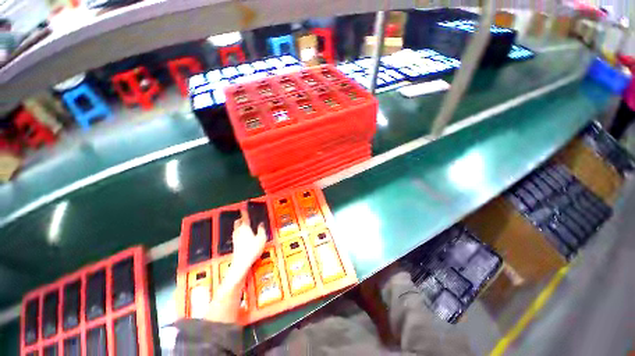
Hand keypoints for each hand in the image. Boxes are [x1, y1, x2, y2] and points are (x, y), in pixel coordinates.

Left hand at [230, 212, 266, 273]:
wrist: (242, 263)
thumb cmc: (252, 250)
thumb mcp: (262, 238)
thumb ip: (261, 230)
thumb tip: (261, 224)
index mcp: (245, 228)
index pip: (244, 217)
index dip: (244, 212)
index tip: (244, 208)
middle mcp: (239, 232)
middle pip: (238, 222)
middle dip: (240, 219)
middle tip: (244, 217)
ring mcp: (236, 238)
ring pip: (236, 228)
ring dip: (239, 225)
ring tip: (243, 225)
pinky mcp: (235, 245)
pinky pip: (236, 235)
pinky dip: (239, 232)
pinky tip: (242, 236)